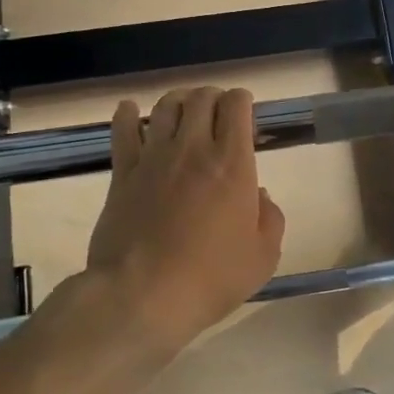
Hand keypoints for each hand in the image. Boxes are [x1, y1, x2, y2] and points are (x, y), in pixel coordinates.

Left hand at [85, 86, 285, 351]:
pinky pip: (123, 131)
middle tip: (218, 112)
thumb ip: (270, 218)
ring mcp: (154, 158)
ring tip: (184, 110)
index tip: (246, 114)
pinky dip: (128, 114)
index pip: (236, 107)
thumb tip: (258, 195)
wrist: (144, 295)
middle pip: (201, 99)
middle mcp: (193, 149)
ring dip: (179, 101)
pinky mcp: (123, 173)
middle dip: (214, 97)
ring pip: (166, 107)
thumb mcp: (263, 256)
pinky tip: (131, 110)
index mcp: (233, 164)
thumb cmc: (212, 278)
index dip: (242, 101)